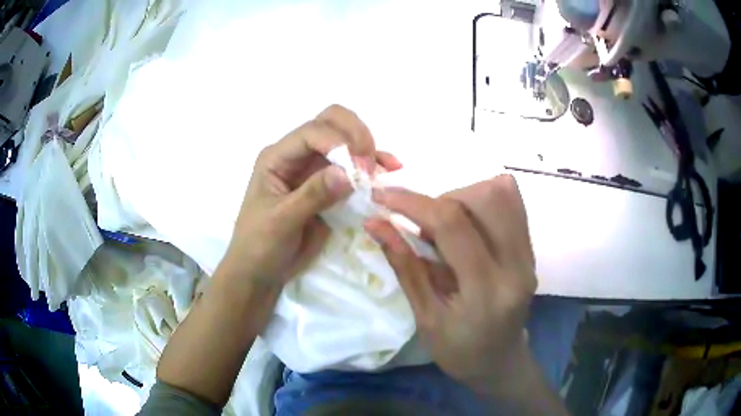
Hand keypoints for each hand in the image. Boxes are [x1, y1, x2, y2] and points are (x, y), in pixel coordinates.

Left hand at [222, 104, 401, 288]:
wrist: (261, 271)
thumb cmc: (260, 244)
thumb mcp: (281, 220)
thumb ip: (313, 195)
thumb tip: (350, 173)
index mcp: (277, 157)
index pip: (311, 133)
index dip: (338, 141)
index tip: (360, 167)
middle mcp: (297, 155)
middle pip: (330, 123)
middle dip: (355, 135)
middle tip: (370, 162)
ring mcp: (314, 169)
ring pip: (346, 141)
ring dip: (368, 149)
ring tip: (386, 168)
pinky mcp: (329, 186)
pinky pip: (353, 168)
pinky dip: (372, 166)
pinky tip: (390, 170)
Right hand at [365, 175, 536, 396]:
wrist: (500, 361)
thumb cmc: (458, 350)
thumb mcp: (425, 317)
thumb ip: (404, 266)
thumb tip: (375, 223)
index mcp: (487, 290)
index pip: (452, 225)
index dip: (412, 202)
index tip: (381, 196)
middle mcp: (517, 265)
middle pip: (484, 197)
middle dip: (441, 200)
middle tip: (422, 226)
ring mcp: (529, 254)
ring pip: (501, 193)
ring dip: (462, 197)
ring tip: (444, 227)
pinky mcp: (531, 249)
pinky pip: (511, 203)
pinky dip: (481, 200)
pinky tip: (466, 222)